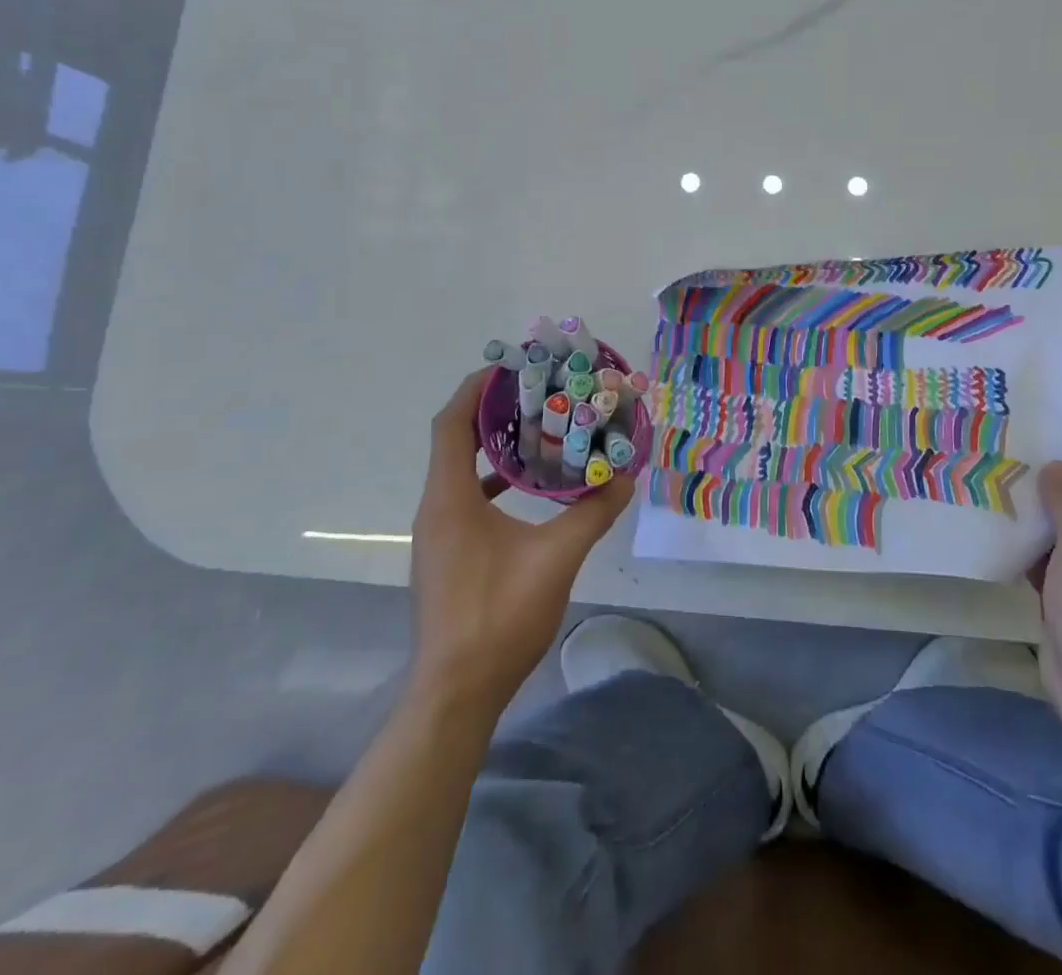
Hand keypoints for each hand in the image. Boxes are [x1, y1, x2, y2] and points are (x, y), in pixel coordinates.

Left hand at [408, 371, 633, 716]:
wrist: (456, 693)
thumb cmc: (499, 617)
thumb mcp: (556, 559)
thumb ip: (592, 514)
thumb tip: (625, 479)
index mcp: (450, 498)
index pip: (452, 423)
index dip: (477, 389)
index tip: (511, 366)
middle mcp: (436, 508)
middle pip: (455, 439)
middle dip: (492, 410)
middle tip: (537, 392)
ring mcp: (438, 534)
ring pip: (459, 470)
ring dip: (493, 445)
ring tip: (537, 429)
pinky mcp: (447, 554)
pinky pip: (465, 497)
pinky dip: (492, 479)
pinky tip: (526, 488)